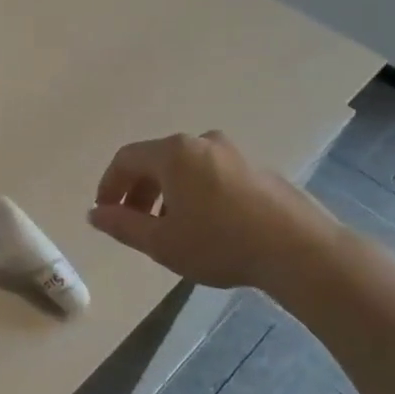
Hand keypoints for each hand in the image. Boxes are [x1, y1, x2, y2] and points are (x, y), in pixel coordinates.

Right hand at [88, 132, 341, 292]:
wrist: (300, 251)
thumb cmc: (220, 243)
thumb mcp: (161, 242)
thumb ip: (122, 225)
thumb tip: (95, 214)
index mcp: (173, 153)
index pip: (125, 159)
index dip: (109, 185)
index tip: (104, 213)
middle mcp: (202, 142)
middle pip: (155, 160)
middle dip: (137, 191)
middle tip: (132, 223)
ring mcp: (234, 153)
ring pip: (185, 168)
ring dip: (166, 193)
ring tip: (168, 228)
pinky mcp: (258, 169)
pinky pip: (211, 174)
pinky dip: (195, 193)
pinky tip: (204, 226)